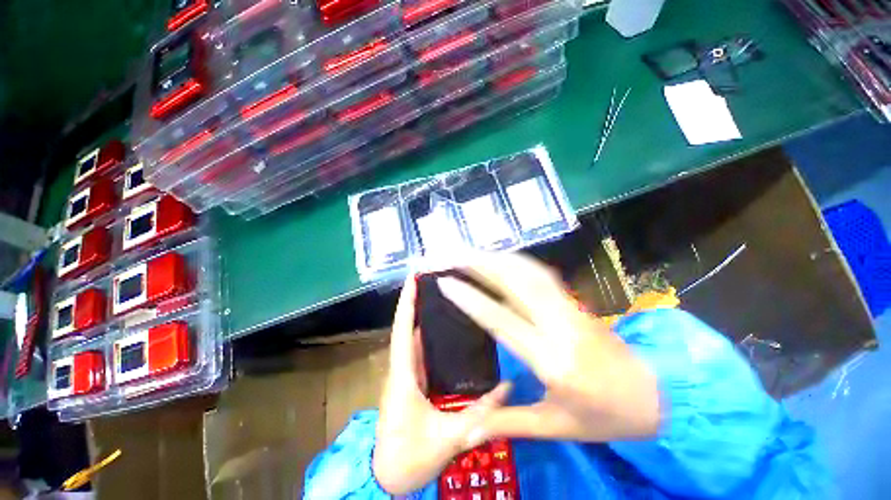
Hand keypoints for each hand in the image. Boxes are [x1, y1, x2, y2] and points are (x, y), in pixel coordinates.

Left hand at [372, 276, 511, 494]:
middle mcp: (402, 367)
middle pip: (407, 327)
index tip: (413, 278)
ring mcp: (406, 374)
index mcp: (404, 374)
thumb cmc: (409, 456)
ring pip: (412, 338)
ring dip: (422, 317)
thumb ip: (480, 414)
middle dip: (417, 302)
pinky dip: (427, 336)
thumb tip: (508, 387)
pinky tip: (443, 330)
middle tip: (434, 281)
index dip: (407, 302)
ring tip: (441, 297)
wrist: (386, 478)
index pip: (403, 329)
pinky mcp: (412, 382)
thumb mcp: (448, 437)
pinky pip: (418, 352)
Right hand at [437, 252, 660, 442]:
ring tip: (469, 252)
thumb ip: (507, 423)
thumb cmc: (604, 417)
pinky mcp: (573, 300)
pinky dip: (515, 262)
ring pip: (527, 272)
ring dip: (496, 259)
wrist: (656, 395)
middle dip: (479, 264)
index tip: (445, 283)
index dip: (471, 299)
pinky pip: (540, 273)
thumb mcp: (555, 427)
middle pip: (515, 283)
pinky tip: (500, 258)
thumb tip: (464, 434)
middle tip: (452, 255)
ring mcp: (569, 307)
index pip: (501, 320)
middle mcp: (559, 324)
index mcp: (552, 360)